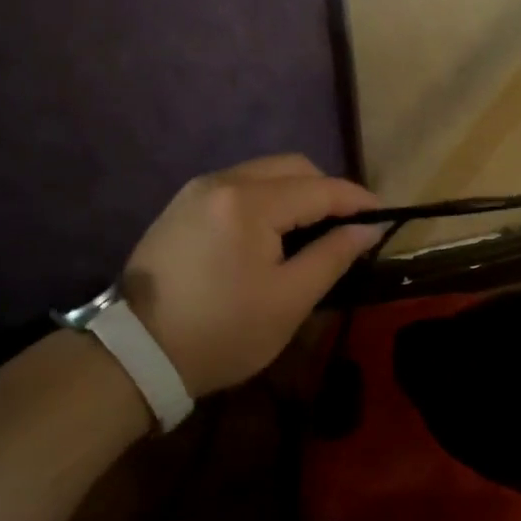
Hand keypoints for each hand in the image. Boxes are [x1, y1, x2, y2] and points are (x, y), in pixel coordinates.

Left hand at [121, 155, 382, 398]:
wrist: (136, 354)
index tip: (383, 216)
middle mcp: (222, 181)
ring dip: (295, 193)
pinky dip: (266, 199)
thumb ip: (333, 255)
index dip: (357, 200)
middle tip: (346, 226)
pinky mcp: (182, 205)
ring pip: (264, 173)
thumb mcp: (289, 300)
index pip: (320, 188)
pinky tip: (272, 232)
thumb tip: (368, 228)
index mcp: (249, 202)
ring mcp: (197, 190)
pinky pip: (238, 186)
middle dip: (326, 190)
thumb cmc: (222, 332)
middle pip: (292, 167)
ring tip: (312, 230)